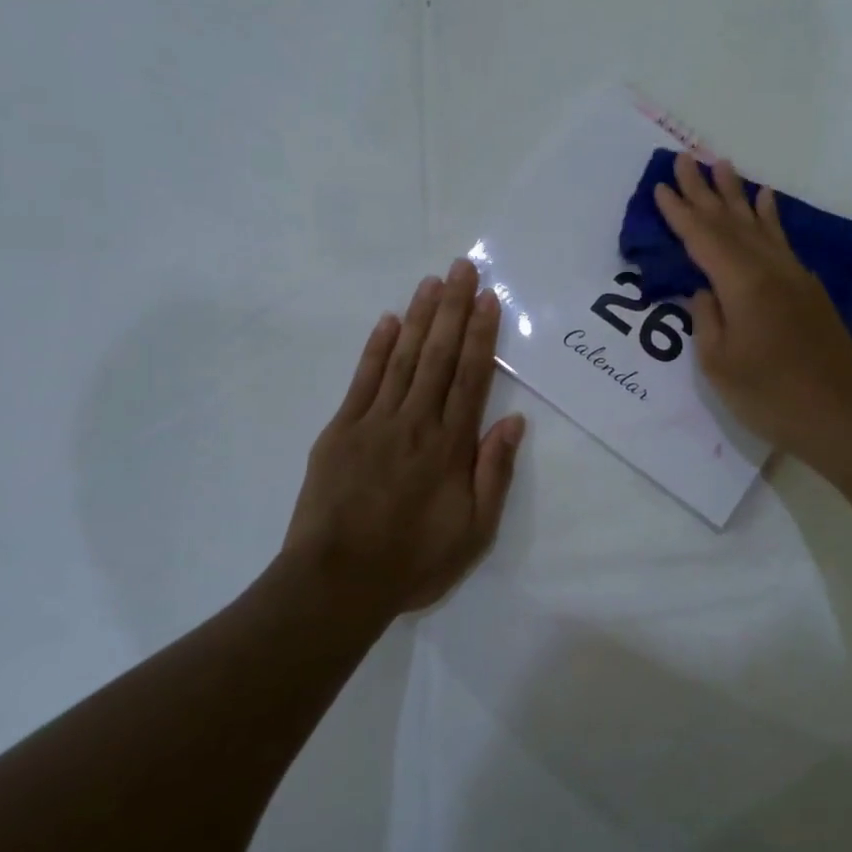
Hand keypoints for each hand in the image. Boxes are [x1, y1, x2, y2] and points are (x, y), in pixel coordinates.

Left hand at [282, 258, 525, 615]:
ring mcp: (374, 422)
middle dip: (453, 309)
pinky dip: (377, 349)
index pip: (470, 377)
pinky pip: (363, 380)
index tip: (488, 299)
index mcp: (450, 446)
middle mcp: (415, 422)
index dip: (481, 335)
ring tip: (432, 282)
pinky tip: (389, 322)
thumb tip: (514, 422)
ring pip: (403, 359)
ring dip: (419, 318)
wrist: (337, 582)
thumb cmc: (414, 560)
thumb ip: (494, 473)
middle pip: (438, 355)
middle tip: (462, 268)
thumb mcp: (474, 530)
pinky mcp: (340, 431)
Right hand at [653, 152, 851, 458]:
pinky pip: (782, 241)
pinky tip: (767, 201)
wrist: (841, 415)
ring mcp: (794, 276)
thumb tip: (704, 291)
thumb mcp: (720, 364)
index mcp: (743, 285)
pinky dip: (771, 218)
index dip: (680, 213)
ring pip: (759, 225)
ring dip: (737, 195)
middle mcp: (770, 269)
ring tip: (721, 165)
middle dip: (705, 191)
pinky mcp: (808, 289)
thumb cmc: (771, 396)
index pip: (704, 239)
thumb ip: (707, 319)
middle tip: (685, 159)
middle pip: (731, 222)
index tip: (662, 186)